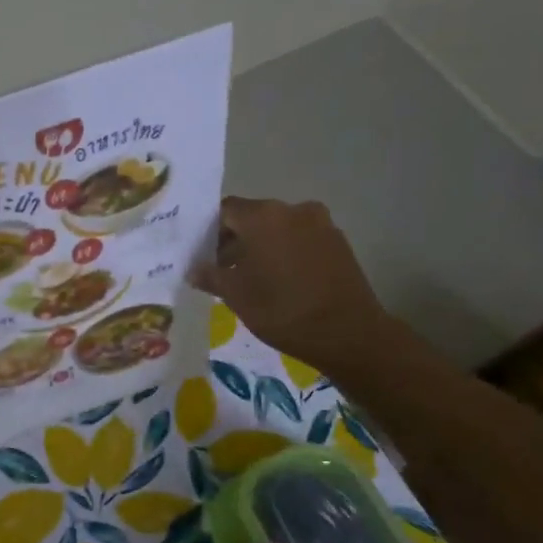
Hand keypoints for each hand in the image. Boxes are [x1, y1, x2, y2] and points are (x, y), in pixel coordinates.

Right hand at [190, 197, 391, 371]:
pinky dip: (286, 253)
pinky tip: (281, 281)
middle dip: (235, 240)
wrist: (348, 333)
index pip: (225, 211)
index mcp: (263, 216)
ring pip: (279, 229)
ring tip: (252, 279)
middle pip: (253, 217)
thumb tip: (194, 269)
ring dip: (261, 247)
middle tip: (222, 270)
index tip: (201, 256)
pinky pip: (301, 240)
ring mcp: (320, 224)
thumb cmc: (282, 310)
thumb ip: (210, 275)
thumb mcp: (236, 295)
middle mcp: (293, 210)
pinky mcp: (338, 242)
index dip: (208, 231)